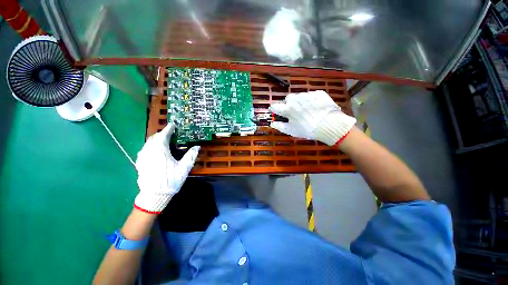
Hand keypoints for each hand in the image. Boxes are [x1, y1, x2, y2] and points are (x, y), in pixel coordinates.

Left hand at [134, 124, 199, 213]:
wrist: (154, 196)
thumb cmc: (170, 181)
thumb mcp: (184, 168)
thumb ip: (190, 156)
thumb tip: (197, 147)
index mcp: (160, 151)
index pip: (163, 136)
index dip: (168, 129)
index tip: (173, 125)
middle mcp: (149, 152)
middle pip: (154, 138)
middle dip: (162, 134)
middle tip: (170, 133)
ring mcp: (143, 157)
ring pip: (148, 143)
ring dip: (155, 139)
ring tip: (163, 140)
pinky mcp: (140, 163)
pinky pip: (144, 149)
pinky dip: (150, 146)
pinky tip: (155, 150)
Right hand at [269, 90, 356, 145]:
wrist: (330, 125)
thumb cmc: (307, 129)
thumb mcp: (291, 130)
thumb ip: (279, 126)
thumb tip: (272, 124)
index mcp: (288, 108)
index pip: (275, 106)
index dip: (273, 109)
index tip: (274, 111)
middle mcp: (296, 99)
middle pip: (288, 99)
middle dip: (288, 104)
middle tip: (293, 112)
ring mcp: (308, 94)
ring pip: (299, 96)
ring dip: (300, 102)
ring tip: (306, 110)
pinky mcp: (318, 93)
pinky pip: (311, 95)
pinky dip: (310, 100)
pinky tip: (315, 108)